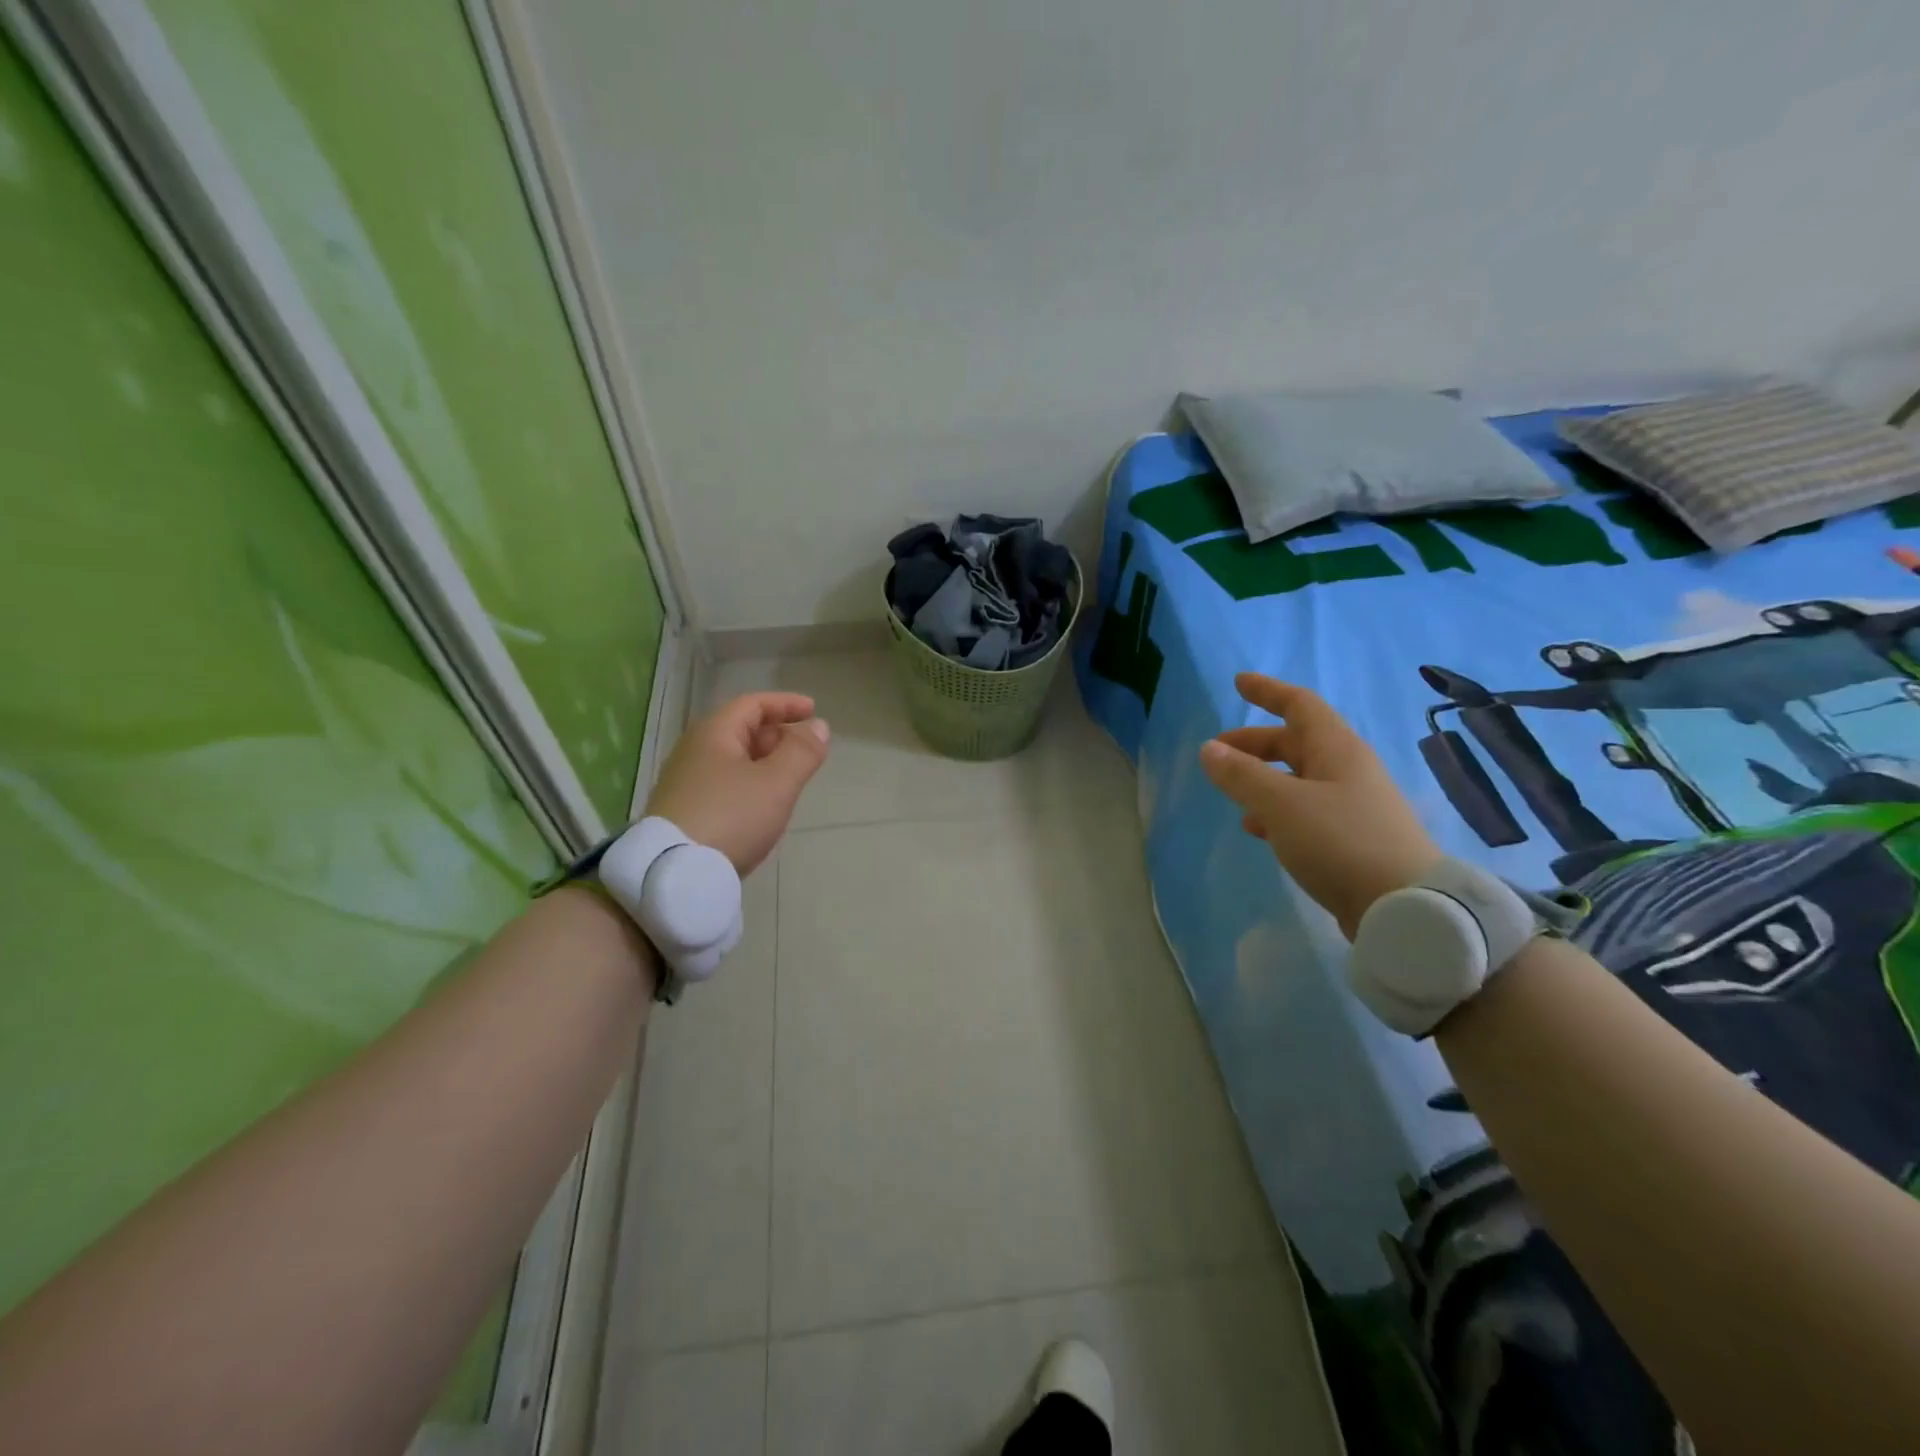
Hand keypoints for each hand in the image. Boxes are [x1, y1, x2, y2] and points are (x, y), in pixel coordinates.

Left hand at [645, 692, 829, 874]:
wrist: (674, 874)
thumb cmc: (731, 817)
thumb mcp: (777, 783)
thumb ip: (802, 752)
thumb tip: (819, 726)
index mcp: (714, 734)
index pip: (753, 704)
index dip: (786, 704)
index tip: (813, 711)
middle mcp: (694, 751)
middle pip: (740, 730)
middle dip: (777, 735)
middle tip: (805, 751)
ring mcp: (685, 783)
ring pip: (732, 760)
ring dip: (764, 762)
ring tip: (789, 780)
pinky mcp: (684, 811)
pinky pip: (724, 784)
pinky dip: (749, 784)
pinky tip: (761, 807)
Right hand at [1199, 673, 1439, 938]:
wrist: (1406, 907)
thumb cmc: (1340, 841)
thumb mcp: (1281, 804)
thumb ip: (1242, 775)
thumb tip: (1209, 749)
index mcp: (1337, 750)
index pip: (1300, 705)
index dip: (1268, 691)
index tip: (1239, 683)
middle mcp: (1347, 770)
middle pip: (1295, 742)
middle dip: (1254, 742)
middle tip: (1217, 751)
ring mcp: (1352, 805)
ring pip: (1298, 778)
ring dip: (1262, 778)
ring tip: (1231, 792)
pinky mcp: (1351, 839)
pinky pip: (1305, 810)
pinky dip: (1276, 810)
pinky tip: (1258, 829)